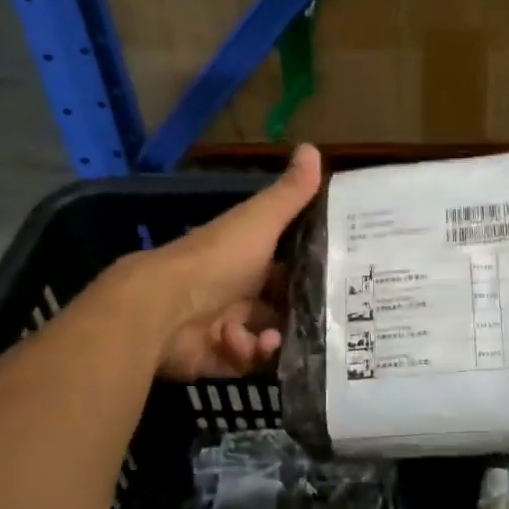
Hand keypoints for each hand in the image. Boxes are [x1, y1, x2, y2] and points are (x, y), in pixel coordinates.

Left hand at [143, 145, 322, 380]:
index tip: (346, 278)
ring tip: (279, 337)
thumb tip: (313, 146)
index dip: (315, 269)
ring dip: (278, 337)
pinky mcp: (218, 357)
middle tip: (331, 321)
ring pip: (269, 336)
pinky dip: (252, 355)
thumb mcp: (260, 221)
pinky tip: (252, 347)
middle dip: (303, 313)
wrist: (162, 308)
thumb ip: (290, 193)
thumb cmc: (217, 260)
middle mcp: (239, 289)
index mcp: (249, 256)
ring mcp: (227, 325)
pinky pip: (248, 362)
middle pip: (282, 305)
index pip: (289, 263)